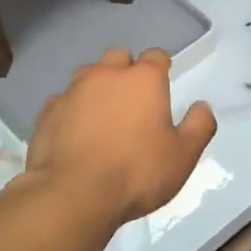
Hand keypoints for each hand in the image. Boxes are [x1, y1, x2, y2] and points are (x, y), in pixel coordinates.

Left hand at [24, 48, 216, 227]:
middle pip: (119, 57)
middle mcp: (107, 74)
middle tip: (133, 101)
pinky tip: (75, 134)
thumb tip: (202, 106)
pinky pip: (64, 101)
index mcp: (143, 79)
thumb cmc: (136, 172)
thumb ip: (199, 126)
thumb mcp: (183, 156)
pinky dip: (72, 110)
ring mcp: (73, 90)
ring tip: (103, 116)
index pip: (156, 56)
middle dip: (127, 71)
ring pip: (88, 75)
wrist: (73, 195)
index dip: (161, 68)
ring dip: (98, 88)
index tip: (163, 84)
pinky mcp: (48, 112)